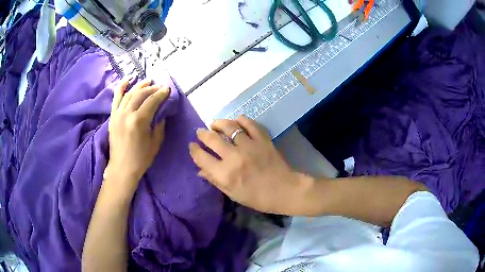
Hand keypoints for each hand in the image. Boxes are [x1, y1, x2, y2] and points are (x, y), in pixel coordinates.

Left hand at [106, 78, 169, 195]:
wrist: (122, 168)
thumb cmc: (141, 158)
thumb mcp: (155, 143)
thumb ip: (159, 125)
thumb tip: (161, 113)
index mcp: (139, 121)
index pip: (152, 101)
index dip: (161, 94)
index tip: (167, 89)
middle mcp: (127, 114)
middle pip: (140, 94)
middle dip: (152, 88)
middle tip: (160, 86)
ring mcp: (117, 114)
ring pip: (129, 93)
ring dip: (139, 86)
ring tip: (148, 81)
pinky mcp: (112, 116)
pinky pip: (116, 98)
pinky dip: (121, 87)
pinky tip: (127, 80)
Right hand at [189, 116, 305, 214]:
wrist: (284, 190)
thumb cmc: (257, 197)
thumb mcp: (233, 194)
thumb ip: (215, 180)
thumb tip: (200, 170)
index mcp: (225, 174)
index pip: (202, 157)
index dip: (194, 150)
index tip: (192, 146)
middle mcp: (234, 157)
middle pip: (212, 139)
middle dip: (202, 134)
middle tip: (201, 132)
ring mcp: (249, 146)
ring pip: (229, 127)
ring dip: (219, 123)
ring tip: (215, 124)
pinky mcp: (262, 139)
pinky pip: (249, 124)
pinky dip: (241, 120)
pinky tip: (236, 121)